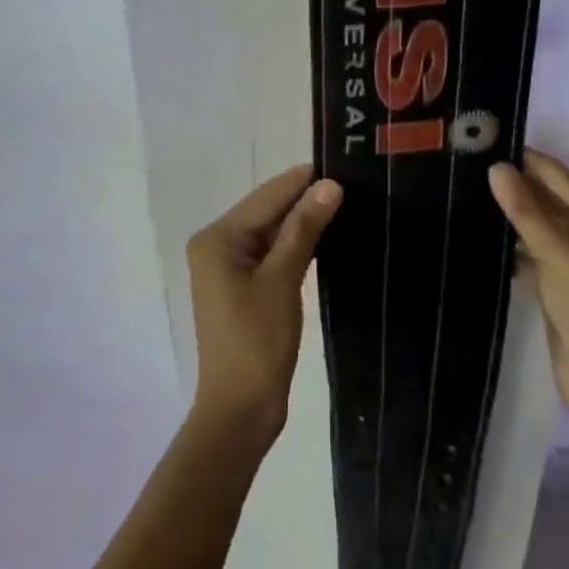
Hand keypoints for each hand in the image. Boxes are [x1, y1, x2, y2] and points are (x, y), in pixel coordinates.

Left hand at [186, 166, 342, 443]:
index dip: (302, 180)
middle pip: (266, 212)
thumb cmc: (257, 342)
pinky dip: (295, 246)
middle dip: (304, 199)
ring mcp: (229, 268)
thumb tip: (329, 185)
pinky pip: (271, 254)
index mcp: (217, 239)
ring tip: (345, 201)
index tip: (340, 160)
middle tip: (351, 180)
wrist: (240, 409)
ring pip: (271, 233)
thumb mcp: (282, 280)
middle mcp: (217, 246)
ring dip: (302, 221)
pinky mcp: (244, 288)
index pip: (266, 197)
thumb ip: (303, 229)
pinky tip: (325, 235)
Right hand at [488, 151, 568, 430]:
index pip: (555, 175)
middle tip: (462, 167)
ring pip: (534, 227)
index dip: (522, 159)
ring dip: (506, 216)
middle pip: (545, 199)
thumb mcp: (559, 251)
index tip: (480, 141)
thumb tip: (496, 167)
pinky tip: (476, 236)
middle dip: (510, 186)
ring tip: (460, 194)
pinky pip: (528, 254)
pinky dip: (508, 246)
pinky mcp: (556, 287)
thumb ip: (525, 210)